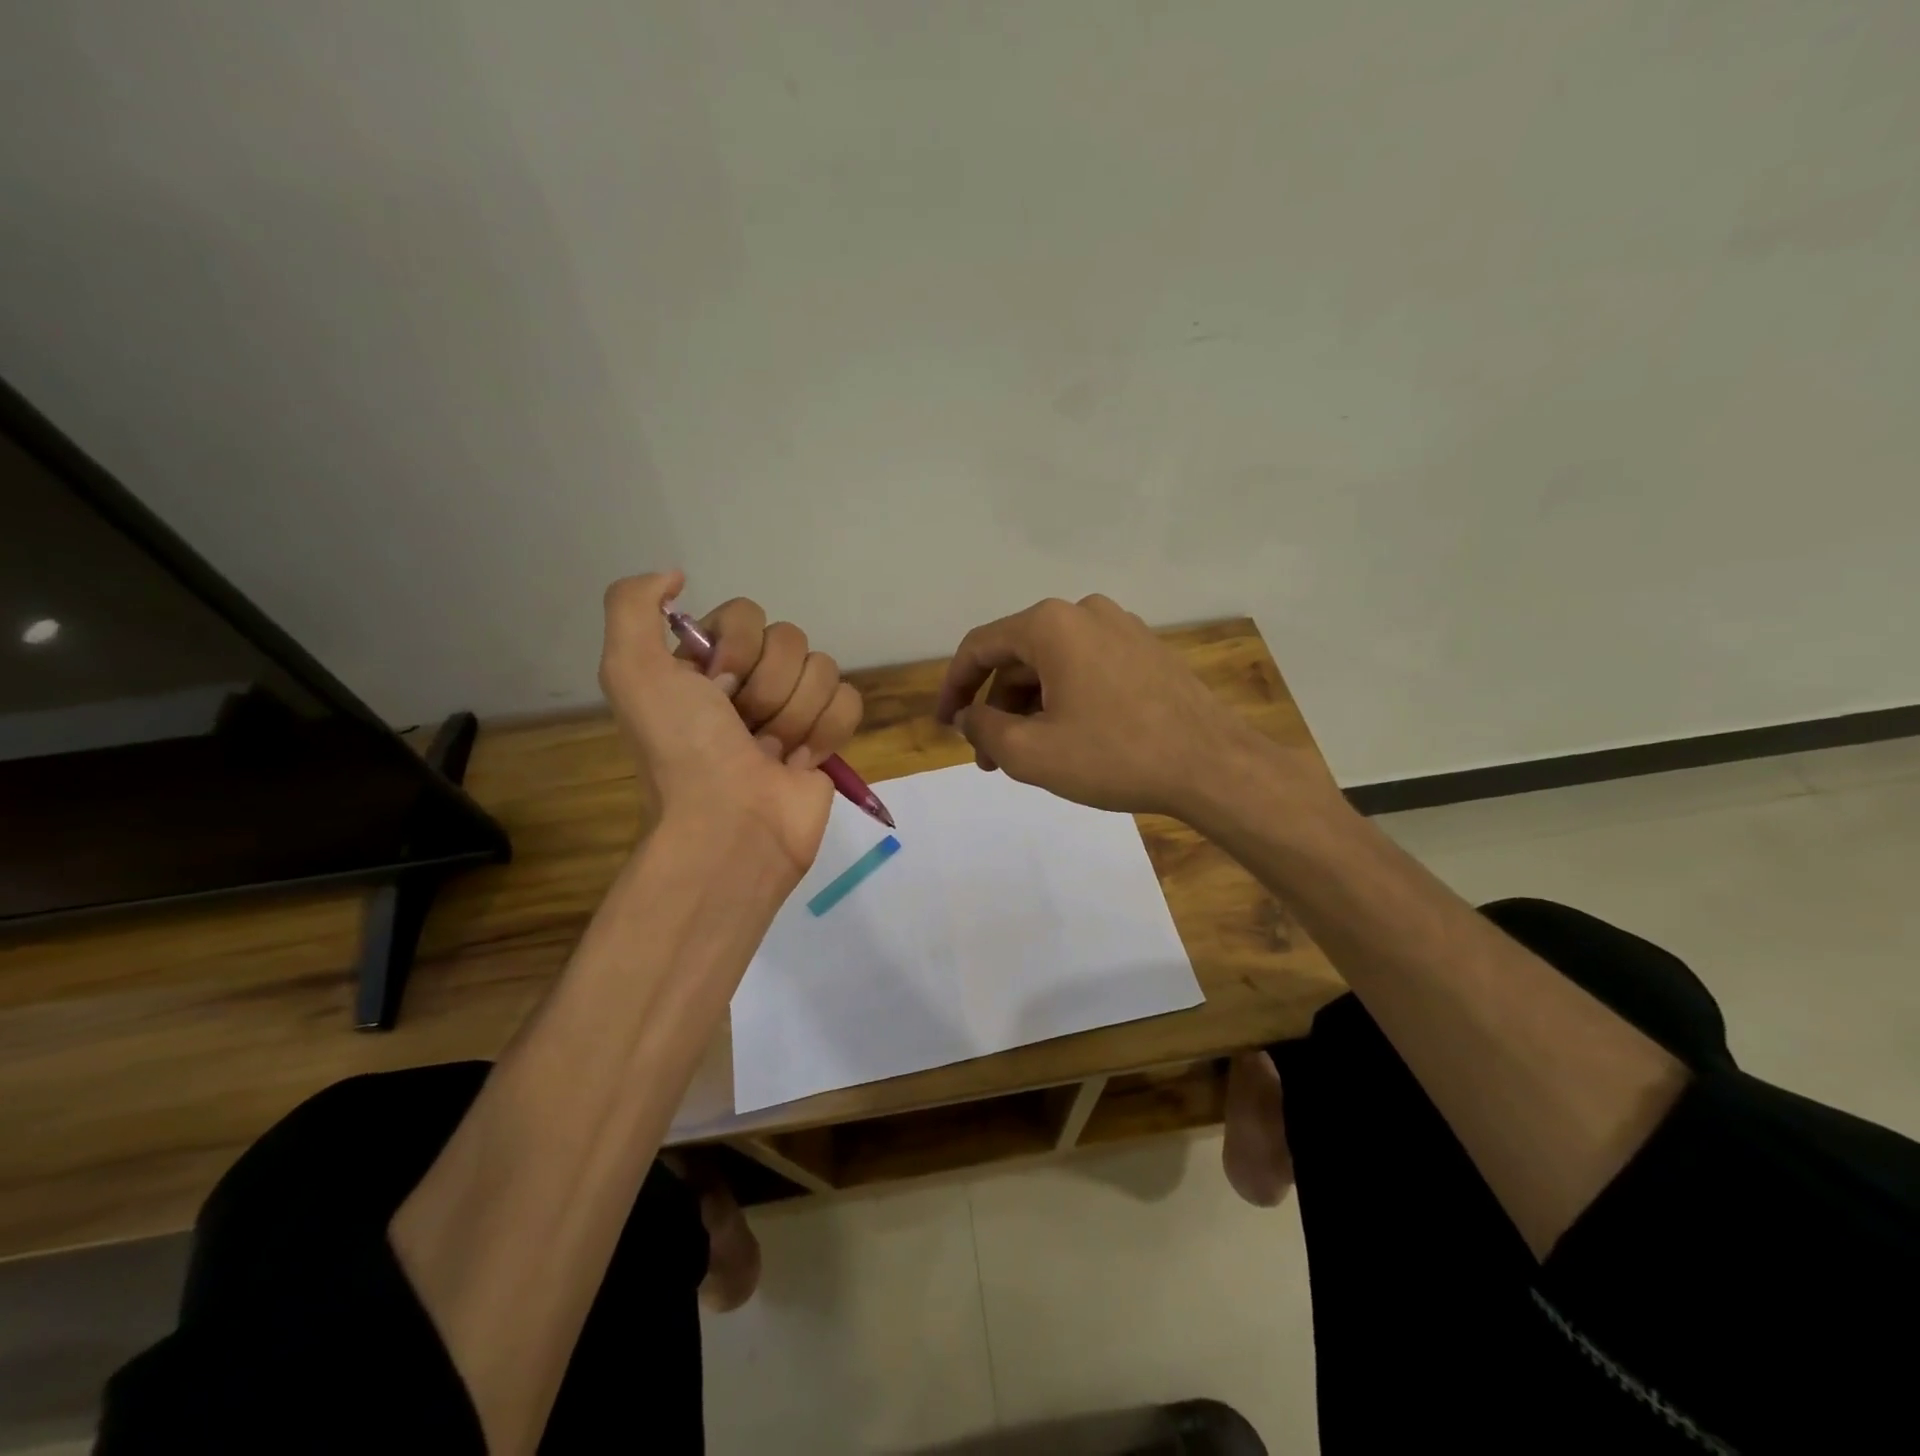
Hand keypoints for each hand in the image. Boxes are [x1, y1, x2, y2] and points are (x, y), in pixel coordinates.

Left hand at [599, 572, 862, 871]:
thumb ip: (633, 606)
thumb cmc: (684, 751)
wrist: (732, 826)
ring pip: (822, 669)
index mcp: (704, 664)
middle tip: (743, 728)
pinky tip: (800, 762)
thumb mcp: (631, 671)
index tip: (715, 689)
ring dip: (794, 715)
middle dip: (767, 688)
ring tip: (769, 753)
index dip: (736, 648)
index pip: (746, 614)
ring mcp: (791, 709)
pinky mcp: (826, 737)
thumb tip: (677, 575)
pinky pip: (848, 701)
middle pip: (789, 639)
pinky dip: (827, 731)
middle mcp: (748, 680)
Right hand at [934, 595, 1324, 822]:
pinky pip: (1086, 667)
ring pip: (1053, 664)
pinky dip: (1064, 698)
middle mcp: (1083, 612)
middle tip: (989, 757)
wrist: (1213, 766)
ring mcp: (1121, 627)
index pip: (979, 647)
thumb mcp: (1032, 753)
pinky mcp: (1146, 649)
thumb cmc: (1115, 756)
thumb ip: (984, 729)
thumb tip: (968, 717)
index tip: (945, 726)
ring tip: (1027, 754)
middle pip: (1018, 656)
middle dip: (996, 706)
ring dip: (1030, 706)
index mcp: (1049, 625)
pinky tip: (1067, 736)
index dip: (953, 687)